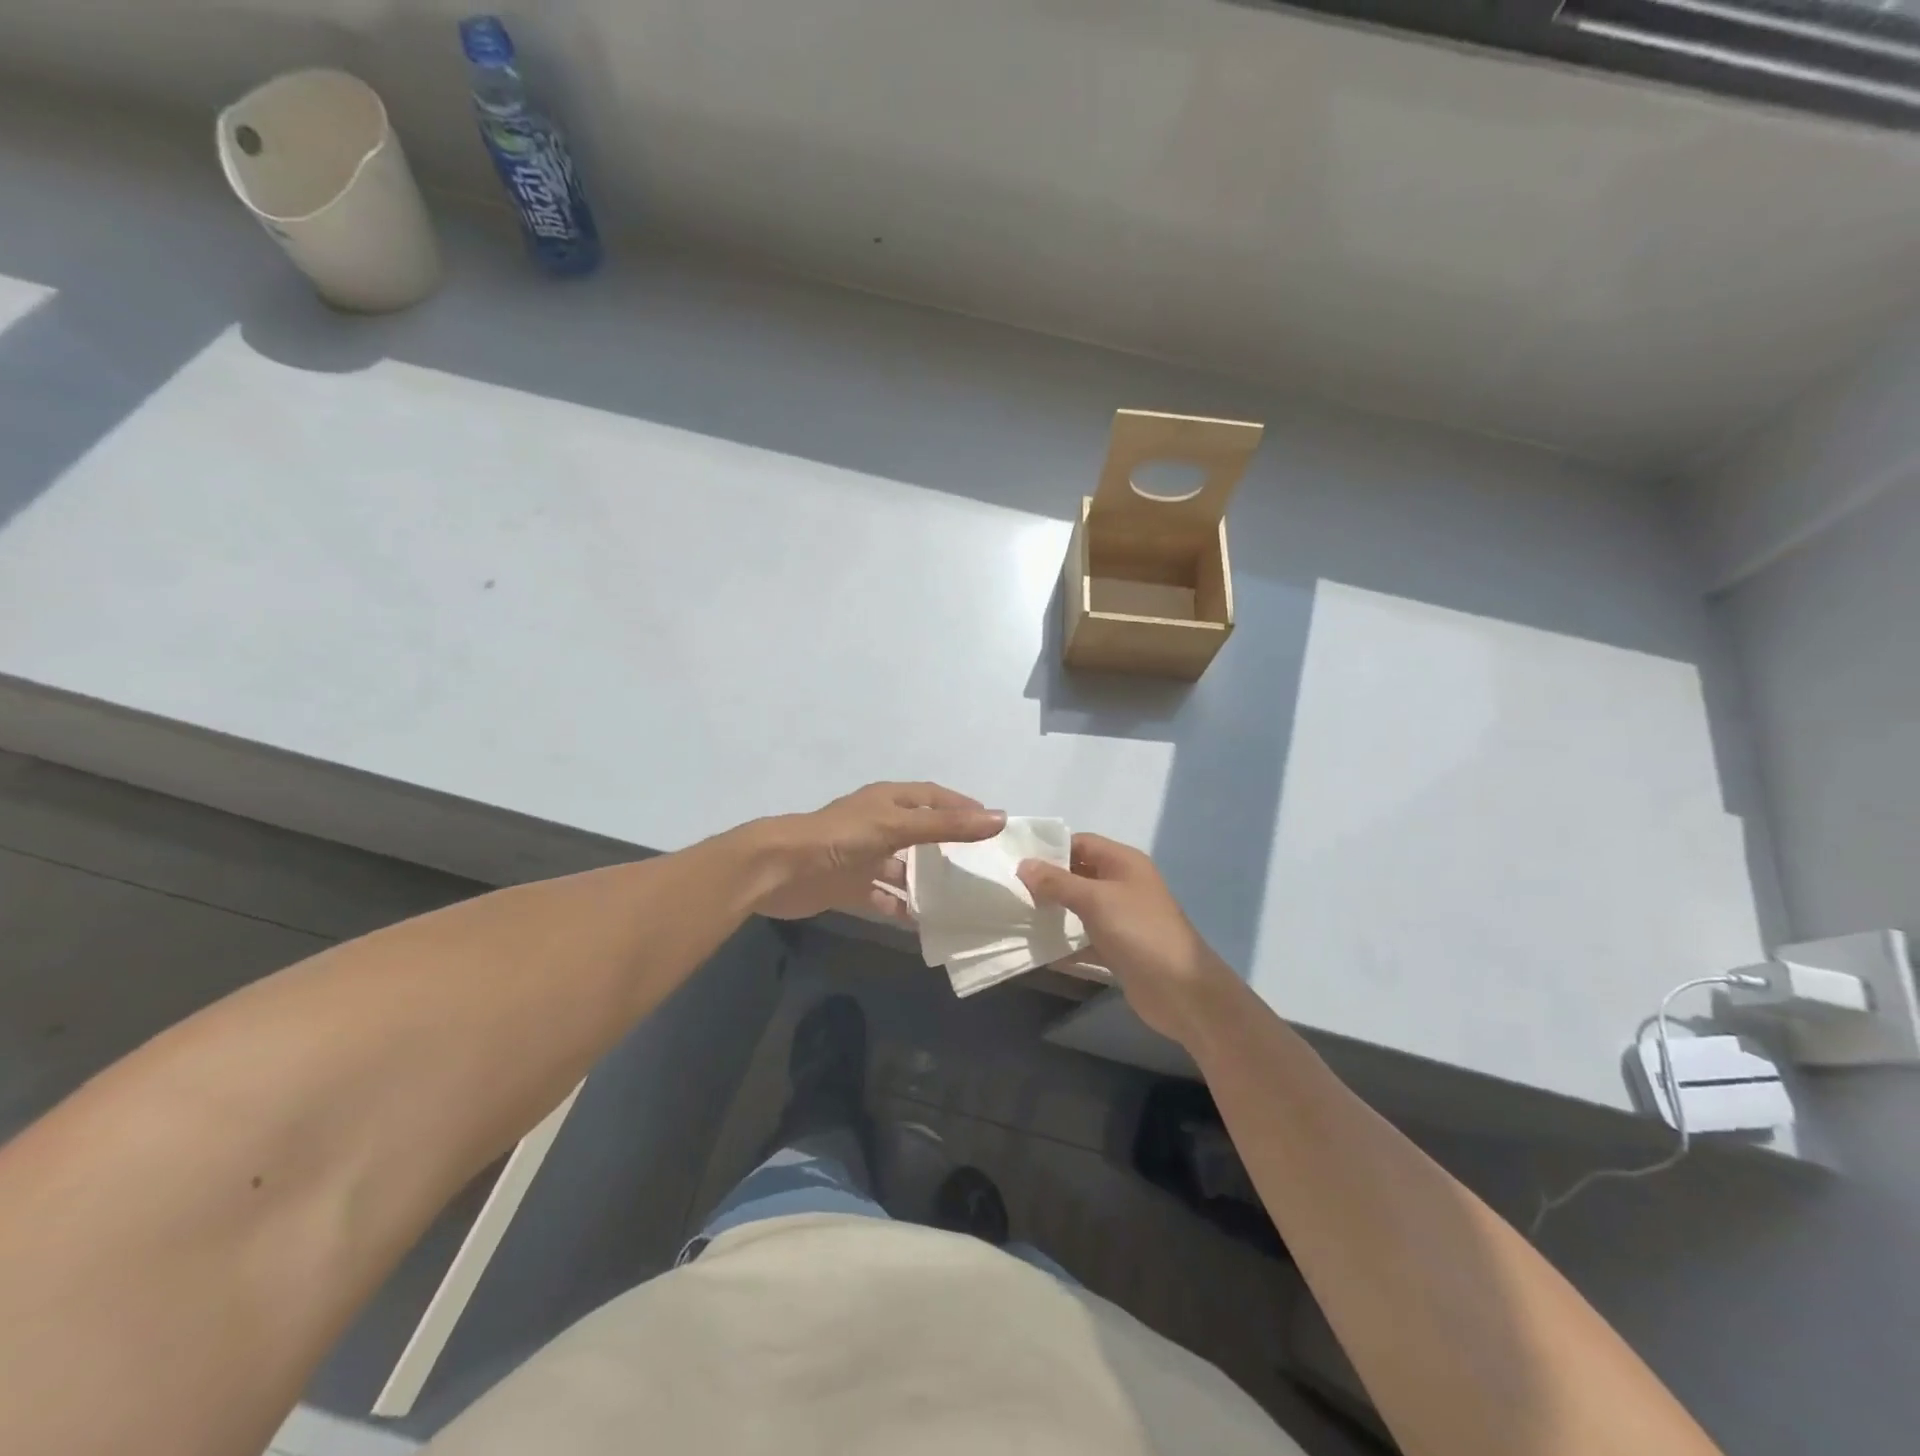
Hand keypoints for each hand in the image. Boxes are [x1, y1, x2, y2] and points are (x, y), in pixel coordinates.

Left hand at [749, 782, 1004, 921]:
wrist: (780, 870)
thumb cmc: (841, 838)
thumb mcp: (897, 826)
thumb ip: (947, 826)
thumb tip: (998, 818)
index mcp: (887, 801)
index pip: (932, 797)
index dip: (960, 806)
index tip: (991, 823)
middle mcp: (878, 824)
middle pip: (920, 832)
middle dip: (948, 847)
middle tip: (981, 865)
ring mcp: (864, 856)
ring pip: (904, 868)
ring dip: (925, 882)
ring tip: (960, 899)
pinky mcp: (850, 885)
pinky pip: (884, 896)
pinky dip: (902, 908)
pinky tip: (923, 922)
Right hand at [1018, 834, 1238, 1045]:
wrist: (1182, 991)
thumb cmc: (1140, 932)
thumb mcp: (1096, 900)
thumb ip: (1057, 882)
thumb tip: (1023, 865)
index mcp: (1123, 862)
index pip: (1080, 842)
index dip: (1049, 848)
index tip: (1014, 860)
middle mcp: (1122, 884)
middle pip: (1077, 874)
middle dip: (1046, 881)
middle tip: (1009, 889)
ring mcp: (1120, 918)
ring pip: (1078, 908)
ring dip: (1052, 912)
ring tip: (1015, 915)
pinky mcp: (1117, 948)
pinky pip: (1083, 938)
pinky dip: (1063, 943)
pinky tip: (1035, 948)